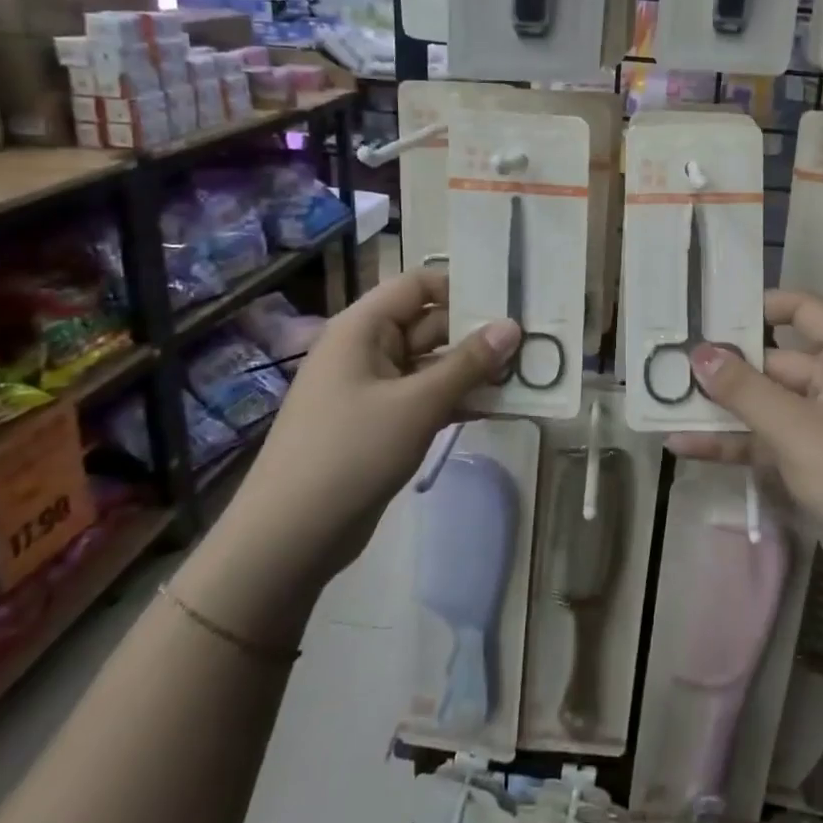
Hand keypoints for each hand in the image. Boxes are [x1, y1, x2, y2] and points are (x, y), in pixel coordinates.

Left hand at [228, 269, 517, 590]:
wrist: (290, 537)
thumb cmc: (351, 452)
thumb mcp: (417, 404)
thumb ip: (468, 363)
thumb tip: (513, 327)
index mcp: (362, 328)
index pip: (418, 285)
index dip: (461, 287)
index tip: (508, 302)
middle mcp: (367, 350)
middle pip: (429, 324)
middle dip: (477, 334)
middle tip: (532, 342)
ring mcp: (372, 389)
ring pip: (432, 365)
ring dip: (473, 371)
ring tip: (526, 374)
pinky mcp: (380, 424)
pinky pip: (425, 398)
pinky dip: (457, 399)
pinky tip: (498, 408)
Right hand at [667, 290, 822, 604]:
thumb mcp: (797, 430)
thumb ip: (745, 390)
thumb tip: (700, 353)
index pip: (805, 311)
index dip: (762, 305)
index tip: (712, 311)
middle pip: (774, 363)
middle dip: (724, 369)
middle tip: (667, 366)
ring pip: (765, 407)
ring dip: (720, 410)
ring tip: (664, 406)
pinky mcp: (813, 465)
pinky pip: (767, 443)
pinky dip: (732, 445)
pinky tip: (684, 446)